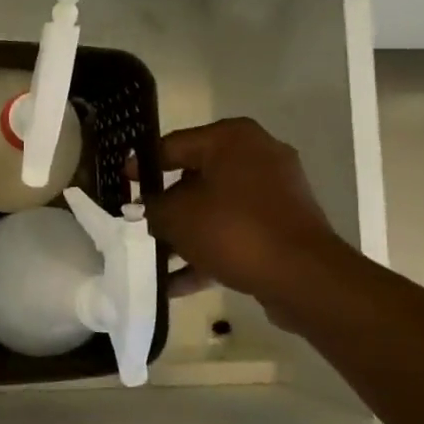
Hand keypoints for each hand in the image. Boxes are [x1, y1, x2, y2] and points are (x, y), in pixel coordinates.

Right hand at [142, 117, 347, 304]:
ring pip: (214, 209)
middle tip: (136, 223)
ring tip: (153, 259)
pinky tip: (175, 284)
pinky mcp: (281, 226)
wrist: (303, 276)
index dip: (141, 166)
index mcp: (231, 139)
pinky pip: (234, 232)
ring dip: (184, 234)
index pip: (172, 145)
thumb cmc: (233, 230)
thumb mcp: (175, 216)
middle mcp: (256, 156)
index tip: (121, 184)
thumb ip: (152, 207)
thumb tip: (146, 208)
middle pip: (194, 178)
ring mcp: (274, 192)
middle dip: (164, 206)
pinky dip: (207, 252)